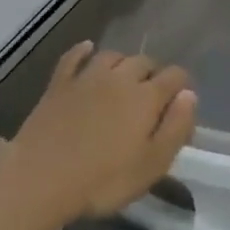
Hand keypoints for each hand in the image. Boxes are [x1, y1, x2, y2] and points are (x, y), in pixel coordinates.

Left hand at [0, 43, 196, 229]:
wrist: (40, 179)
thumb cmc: (102, 180)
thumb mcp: (151, 165)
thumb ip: (176, 127)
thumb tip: (189, 95)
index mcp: (146, 97)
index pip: (175, 76)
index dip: (181, 86)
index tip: (180, 103)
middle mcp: (120, 77)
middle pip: (144, 62)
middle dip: (153, 74)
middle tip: (151, 98)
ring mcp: (87, 76)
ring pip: (113, 56)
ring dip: (123, 63)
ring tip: (124, 78)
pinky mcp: (59, 83)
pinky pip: (74, 57)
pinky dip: (83, 51)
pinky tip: (87, 49)